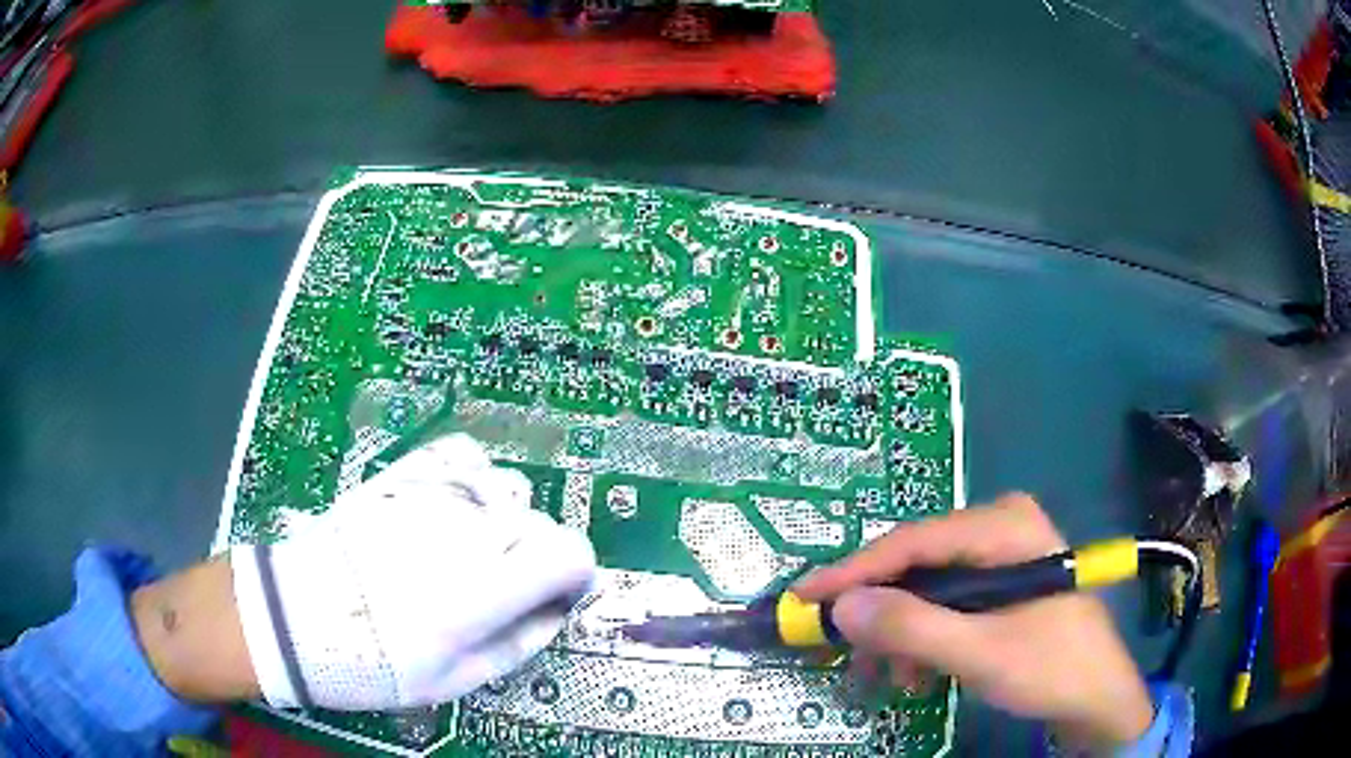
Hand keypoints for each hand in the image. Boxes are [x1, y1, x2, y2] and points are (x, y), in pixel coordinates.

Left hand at [230, 434, 596, 710]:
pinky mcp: (403, 477)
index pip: (570, 552)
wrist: (299, 617)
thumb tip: (556, 610)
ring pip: (507, 487)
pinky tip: (456, 503)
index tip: (555, 594)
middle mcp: (468, 532)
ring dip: (505, 519)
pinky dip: (473, 475)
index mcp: (485, 589)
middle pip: (540, 522)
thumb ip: (520, 641)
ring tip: (471, 548)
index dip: (574, 575)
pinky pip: (461, 453)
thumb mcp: (457, 678)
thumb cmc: (377, 661)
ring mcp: (433, 496)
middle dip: (535, 556)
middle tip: (501, 588)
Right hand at [794, 494, 1152, 750]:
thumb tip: (841, 607)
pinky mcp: (1001, 581)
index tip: (803, 598)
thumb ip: (911, 628)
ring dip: (902, 633)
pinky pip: (946, 601)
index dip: (853, 572)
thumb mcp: (979, 653)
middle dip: (881, 613)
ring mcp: (1002, 553)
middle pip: (917, 564)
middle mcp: (1000, 526)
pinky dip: (924, 636)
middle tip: (845, 651)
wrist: (1097, 695)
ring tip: (892, 677)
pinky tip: (920, 671)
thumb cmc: (1049, 667)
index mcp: (1003, 526)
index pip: (912, 542)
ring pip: (927, 587)